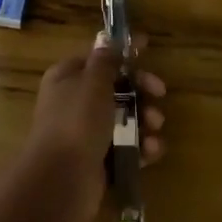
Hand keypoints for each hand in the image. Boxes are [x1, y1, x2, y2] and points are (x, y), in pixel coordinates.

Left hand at [25, 34, 165, 221]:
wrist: (61, 182)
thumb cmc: (77, 122)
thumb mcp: (93, 82)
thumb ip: (105, 60)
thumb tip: (106, 39)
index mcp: (67, 78)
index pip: (98, 57)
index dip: (122, 52)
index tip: (147, 45)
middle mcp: (75, 103)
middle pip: (116, 88)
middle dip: (141, 90)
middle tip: (159, 94)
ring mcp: (87, 134)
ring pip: (125, 119)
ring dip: (146, 120)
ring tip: (154, 127)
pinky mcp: (99, 161)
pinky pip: (126, 148)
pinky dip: (142, 147)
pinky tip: (151, 151)